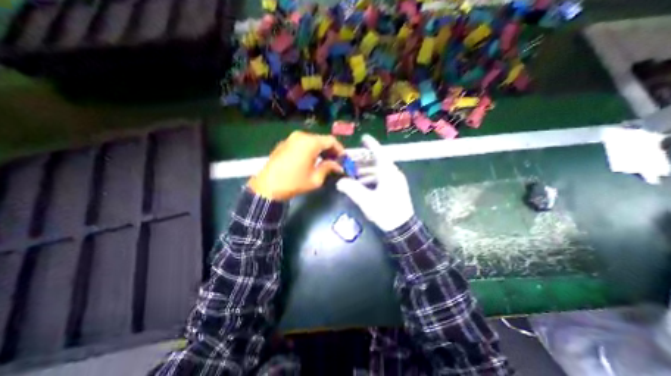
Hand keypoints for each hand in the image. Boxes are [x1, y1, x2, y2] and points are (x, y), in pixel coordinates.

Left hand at [250, 131, 345, 201]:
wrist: (267, 187)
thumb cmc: (294, 182)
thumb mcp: (315, 178)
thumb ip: (329, 168)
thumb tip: (338, 166)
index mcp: (310, 142)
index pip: (331, 140)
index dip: (340, 149)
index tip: (343, 159)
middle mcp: (301, 136)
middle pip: (321, 139)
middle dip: (330, 150)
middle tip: (335, 162)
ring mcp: (291, 139)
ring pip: (311, 141)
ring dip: (320, 150)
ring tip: (324, 162)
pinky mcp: (284, 143)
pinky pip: (302, 143)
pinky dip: (310, 150)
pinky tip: (311, 160)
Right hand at [336, 133, 414, 230]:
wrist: (403, 228)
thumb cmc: (386, 212)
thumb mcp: (366, 200)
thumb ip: (352, 189)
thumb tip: (340, 182)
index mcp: (389, 173)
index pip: (379, 154)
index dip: (371, 145)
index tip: (363, 138)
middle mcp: (394, 174)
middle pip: (377, 162)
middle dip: (363, 161)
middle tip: (351, 161)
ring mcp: (396, 182)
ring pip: (379, 171)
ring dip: (366, 171)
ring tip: (354, 175)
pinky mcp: (396, 189)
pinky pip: (382, 179)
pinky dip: (372, 179)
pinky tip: (363, 185)